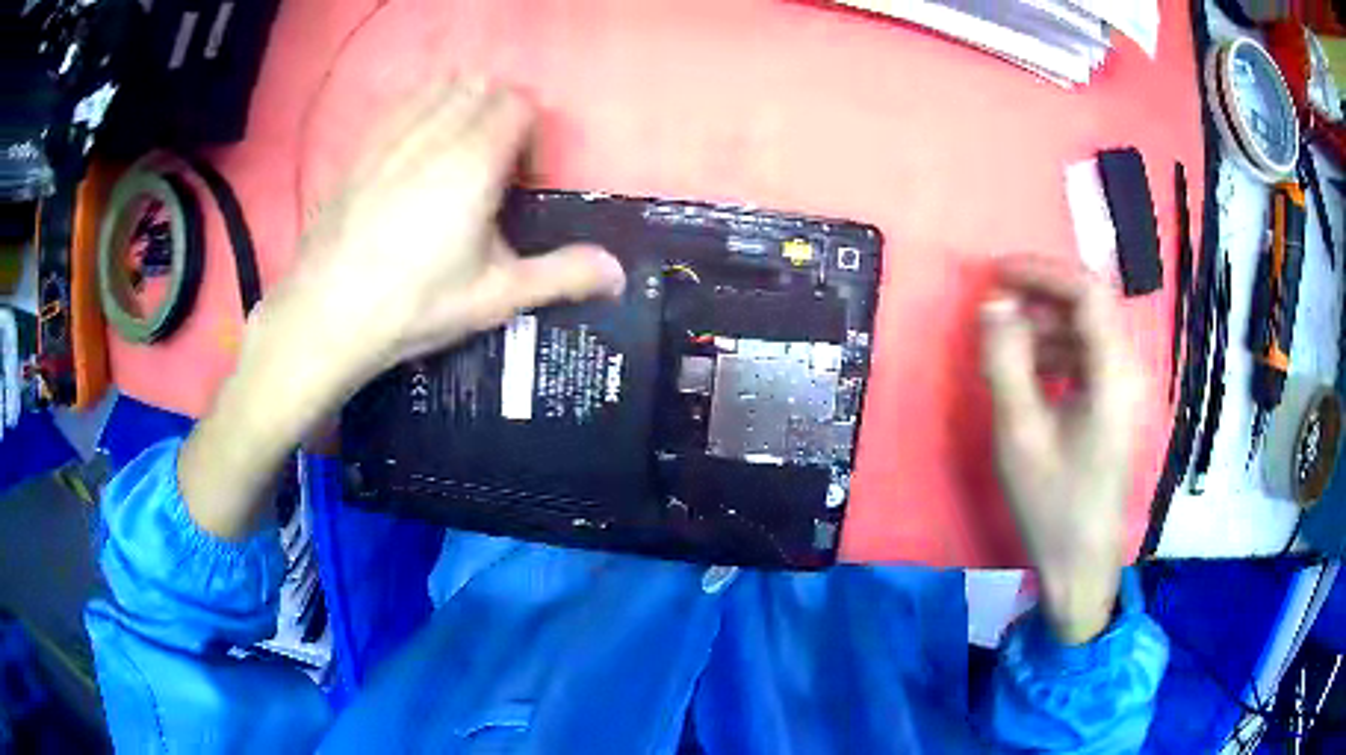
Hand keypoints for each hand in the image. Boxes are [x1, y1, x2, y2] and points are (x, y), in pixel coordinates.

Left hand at [180, 79, 624, 538]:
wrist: (327, 315)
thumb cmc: (415, 306)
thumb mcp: (496, 297)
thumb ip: (561, 276)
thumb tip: (619, 272)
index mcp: (475, 162)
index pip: (518, 105)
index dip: (530, 135)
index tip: (521, 179)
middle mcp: (435, 133)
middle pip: (482, 86)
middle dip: (498, 114)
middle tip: (492, 166)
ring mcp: (392, 136)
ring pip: (439, 86)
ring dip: (459, 104)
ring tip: (455, 152)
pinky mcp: (361, 149)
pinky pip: (400, 103)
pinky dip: (419, 108)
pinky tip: (414, 147)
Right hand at [979, 257, 1142, 643]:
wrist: (1081, 564)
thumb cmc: (1052, 504)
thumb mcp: (1019, 435)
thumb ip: (1006, 362)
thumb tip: (994, 304)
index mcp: (1113, 376)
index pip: (1087, 293)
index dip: (1042, 272)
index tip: (997, 273)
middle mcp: (1127, 373)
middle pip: (1090, 307)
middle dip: (1041, 295)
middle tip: (996, 303)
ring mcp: (1125, 390)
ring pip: (1087, 332)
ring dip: (1046, 325)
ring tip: (1005, 342)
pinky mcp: (1115, 406)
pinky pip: (1087, 359)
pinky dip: (1056, 352)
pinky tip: (1029, 373)